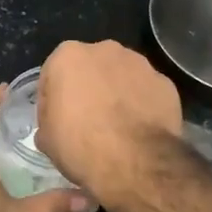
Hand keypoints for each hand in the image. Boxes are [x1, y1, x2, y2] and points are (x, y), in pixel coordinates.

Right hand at [36, 41, 181, 205]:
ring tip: (117, 127)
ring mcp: (139, 64)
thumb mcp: (47, 140)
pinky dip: (142, 105)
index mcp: (68, 56)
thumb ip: (48, 121)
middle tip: (87, 122)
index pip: (52, 75)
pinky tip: (139, 129)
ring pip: (121, 76)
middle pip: (90, 68)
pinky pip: (146, 92)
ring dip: (116, 94)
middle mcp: (105, 50)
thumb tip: (55, 125)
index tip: (56, 122)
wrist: (135, 161)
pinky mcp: (165, 83)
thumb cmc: (81, 145)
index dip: (52, 100)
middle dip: (87, 89)